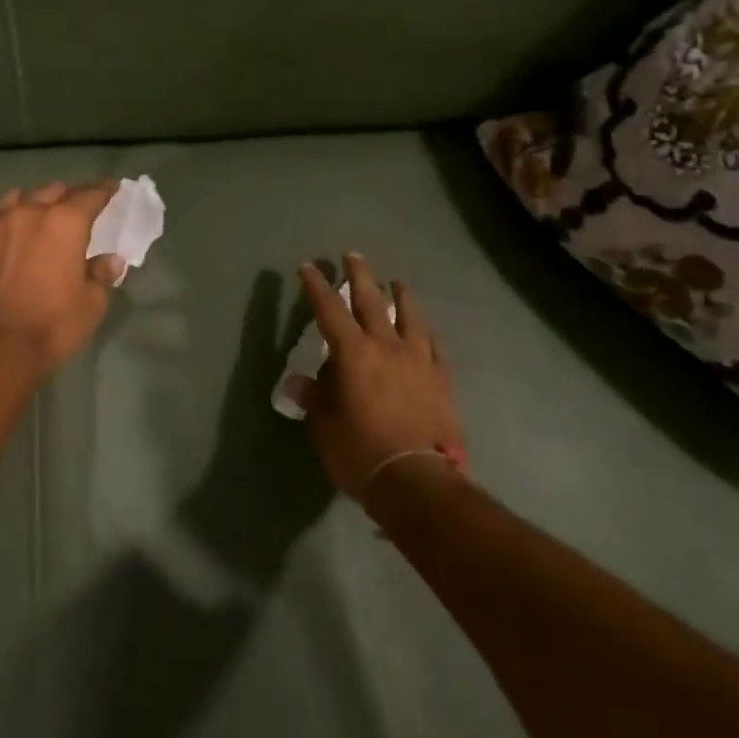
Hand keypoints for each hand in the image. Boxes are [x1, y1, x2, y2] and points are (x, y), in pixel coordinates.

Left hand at [0, 181, 126, 372]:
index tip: (112, 187)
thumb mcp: (92, 305)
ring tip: (35, 215)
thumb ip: (100, 276)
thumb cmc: (52, 325)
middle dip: (65, 196)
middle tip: (73, 206)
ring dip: (30, 205)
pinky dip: (1, 230)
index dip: (104, 191)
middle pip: (51, 192)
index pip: (90, 196)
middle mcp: (27, 213)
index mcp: (65, 222)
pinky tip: (2, 244)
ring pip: (14, 201)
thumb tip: (109, 261)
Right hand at [295, 255, 467, 501]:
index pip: (329, 311)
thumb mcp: (325, 427)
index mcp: (353, 354)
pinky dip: (429, 336)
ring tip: (397, 282)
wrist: (418, 482)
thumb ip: (314, 399)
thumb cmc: (361, 452)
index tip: (308, 266)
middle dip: (359, 276)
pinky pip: (436, 349)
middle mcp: (387, 347)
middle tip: (353, 255)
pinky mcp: (442, 381)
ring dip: (402, 296)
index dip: (316, 287)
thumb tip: (297, 382)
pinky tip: (428, 331)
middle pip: (371, 302)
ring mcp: (419, 362)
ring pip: (410, 318)